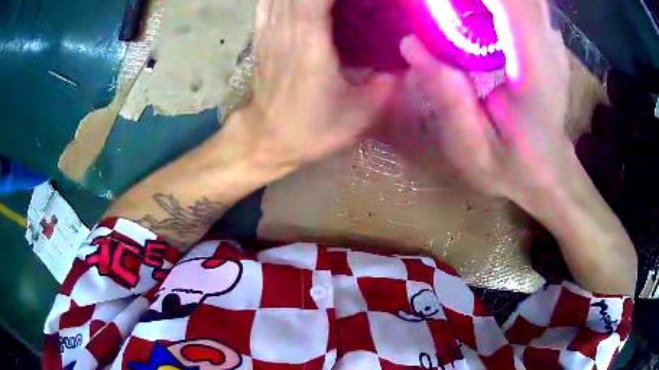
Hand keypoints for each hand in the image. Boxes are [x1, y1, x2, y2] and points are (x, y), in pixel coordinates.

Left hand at [235, 0, 396, 167]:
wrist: (267, 139)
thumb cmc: (312, 129)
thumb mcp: (359, 115)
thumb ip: (388, 83)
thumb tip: (408, 58)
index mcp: (310, 44)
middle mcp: (285, 29)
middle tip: (359, 0)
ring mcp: (269, 30)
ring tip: (339, 3)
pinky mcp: (262, 34)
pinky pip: (269, 0)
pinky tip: (301, 0)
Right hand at [399, 0, 635, 294]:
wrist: (550, 170)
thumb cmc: (515, 167)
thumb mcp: (474, 150)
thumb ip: (448, 99)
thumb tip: (410, 44)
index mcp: (533, 68)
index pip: (512, 4)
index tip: (437, 6)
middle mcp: (547, 43)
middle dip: (473, 2)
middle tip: (441, 12)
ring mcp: (550, 38)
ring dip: (484, 5)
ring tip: (454, 15)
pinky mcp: (546, 37)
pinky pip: (523, 3)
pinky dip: (497, 7)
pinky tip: (476, 17)